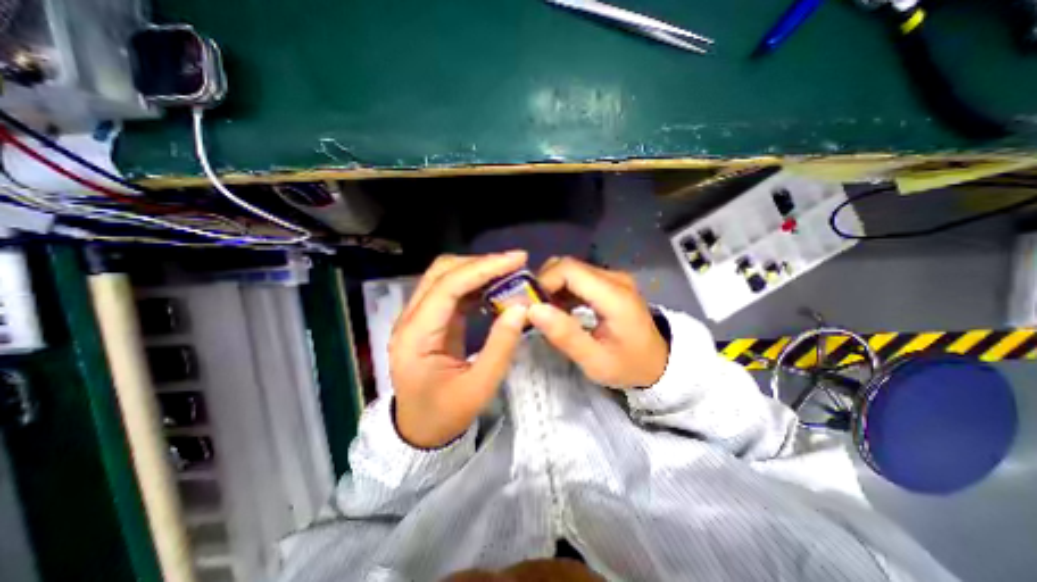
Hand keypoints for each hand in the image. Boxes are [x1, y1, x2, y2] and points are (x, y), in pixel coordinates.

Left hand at [390, 252, 529, 446]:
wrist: (419, 430)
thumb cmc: (446, 414)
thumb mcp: (479, 387)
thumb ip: (500, 346)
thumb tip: (521, 308)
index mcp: (416, 336)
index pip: (447, 286)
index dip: (483, 268)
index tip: (517, 259)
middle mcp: (411, 318)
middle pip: (441, 272)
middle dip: (480, 263)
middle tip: (515, 265)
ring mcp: (418, 317)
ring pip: (445, 277)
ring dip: (478, 270)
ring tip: (510, 273)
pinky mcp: (430, 320)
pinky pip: (452, 291)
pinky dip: (475, 284)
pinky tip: (495, 288)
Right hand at [530, 260, 667, 391]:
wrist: (659, 363)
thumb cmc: (628, 366)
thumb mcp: (595, 362)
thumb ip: (565, 336)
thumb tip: (533, 310)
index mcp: (614, 296)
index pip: (569, 270)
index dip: (543, 282)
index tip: (530, 306)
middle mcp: (614, 278)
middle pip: (567, 265)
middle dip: (544, 284)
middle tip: (534, 311)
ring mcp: (613, 277)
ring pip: (570, 269)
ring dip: (552, 287)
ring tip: (545, 313)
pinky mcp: (610, 282)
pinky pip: (578, 277)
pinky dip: (562, 289)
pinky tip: (560, 309)